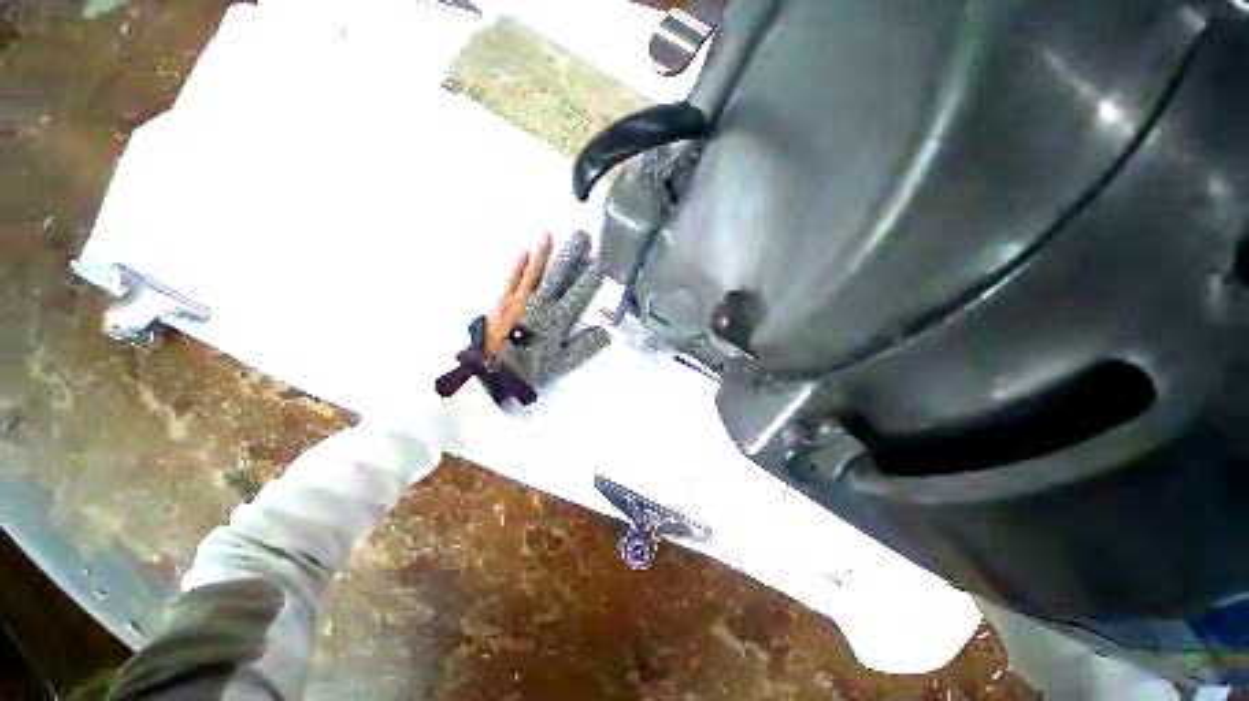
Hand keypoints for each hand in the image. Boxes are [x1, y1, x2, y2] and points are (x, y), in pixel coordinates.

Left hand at [495, 231, 611, 386]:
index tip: (601, 263)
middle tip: (581, 237)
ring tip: (549, 235)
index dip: (591, 278)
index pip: (579, 293)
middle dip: (571, 256)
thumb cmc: (527, 369)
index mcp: (557, 320)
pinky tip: (522, 253)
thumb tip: (605, 333)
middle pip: (558, 276)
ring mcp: (519, 301)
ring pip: (535, 273)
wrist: (488, 372)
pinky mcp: (502, 302)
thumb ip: (583, 348)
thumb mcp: (560, 364)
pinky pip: (512, 280)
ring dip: (543, 254)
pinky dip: (518, 267)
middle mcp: (540, 305)